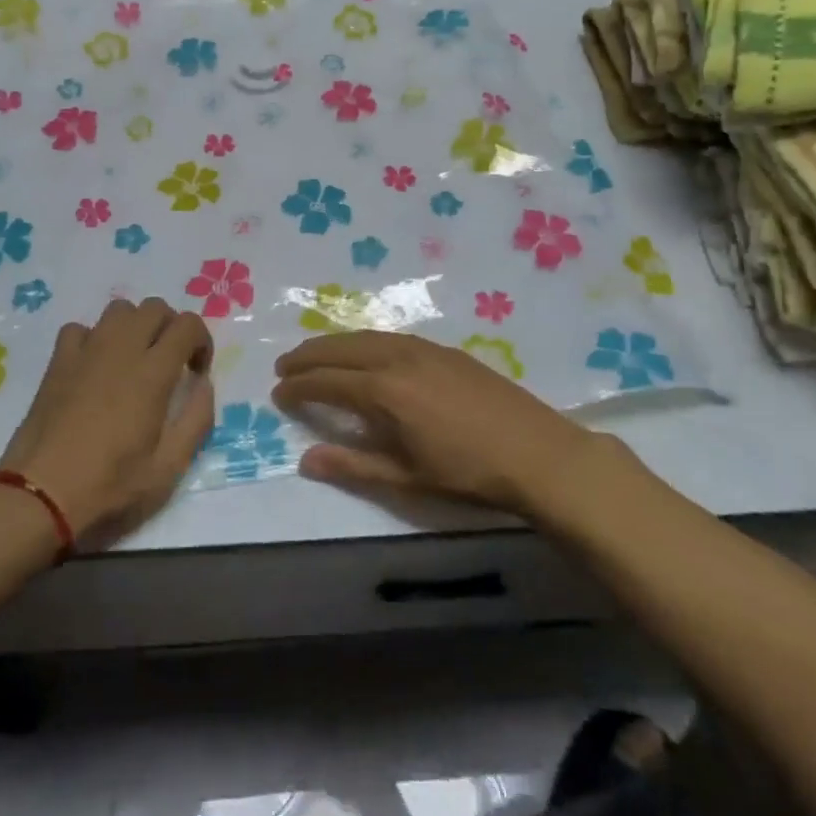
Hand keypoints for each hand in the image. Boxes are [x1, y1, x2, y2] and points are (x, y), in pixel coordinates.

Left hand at [0, 298, 214, 547]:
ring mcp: (85, 352)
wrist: (40, 494)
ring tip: (134, 360)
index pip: (188, 325)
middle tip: (170, 363)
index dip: (201, 342)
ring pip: (118, 310)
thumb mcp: (168, 468)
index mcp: (152, 373)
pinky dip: (94, 338)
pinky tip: (95, 367)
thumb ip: (196, 420)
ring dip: (135, 326)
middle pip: (154, 307)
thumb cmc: (109, 485)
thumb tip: (203, 385)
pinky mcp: (58, 362)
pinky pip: (80, 329)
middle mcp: (121, 349)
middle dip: (171, 327)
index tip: (196, 373)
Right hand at [272, 331, 590, 515]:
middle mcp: (398, 359)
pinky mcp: (446, 350)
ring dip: (336, 343)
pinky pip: (392, 337)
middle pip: (342, 348)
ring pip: (367, 336)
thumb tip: (305, 459)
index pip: (328, 382)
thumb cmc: (468, 474)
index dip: (299, 387)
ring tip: (316, 354)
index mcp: (385, 391)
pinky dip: (366, 341)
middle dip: (309, 355)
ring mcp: (425, 349)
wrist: (537, 453)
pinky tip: (367, 352)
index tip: (277, 392)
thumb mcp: (405, 478)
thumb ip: (353, 464)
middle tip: (284, 365)